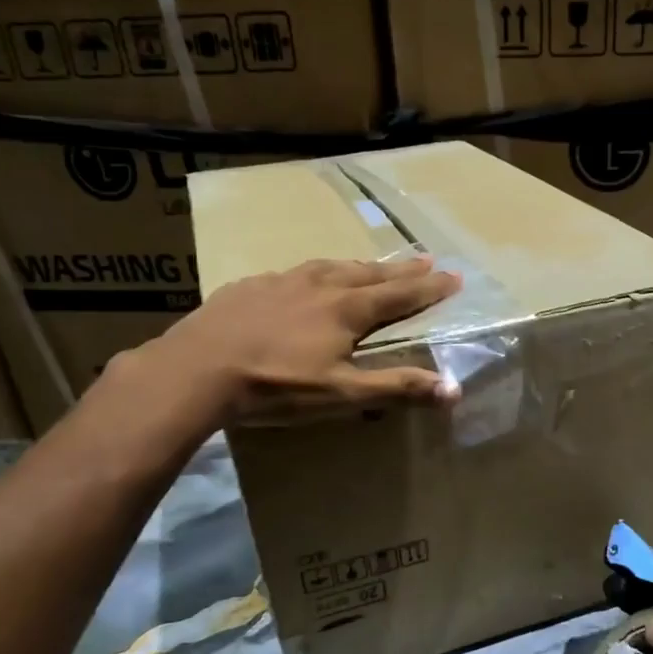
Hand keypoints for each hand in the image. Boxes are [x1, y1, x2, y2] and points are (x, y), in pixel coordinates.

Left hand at [136, 255, 462, 426]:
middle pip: (370, 273)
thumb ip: (397, 388)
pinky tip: (304, 280)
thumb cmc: (277, 385)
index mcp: (347, 309)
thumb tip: (453, 388)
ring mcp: (282, 281)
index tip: (455, 277)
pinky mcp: (249, 286)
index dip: (430, 288)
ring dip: (359, 265)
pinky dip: (314, 273)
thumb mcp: (342, 394)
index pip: (400, 294)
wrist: (197, 369)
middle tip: (426, 259)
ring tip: (372, 265)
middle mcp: (320, 285)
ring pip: (331, 266)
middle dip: (401, 269)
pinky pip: (293, 273)